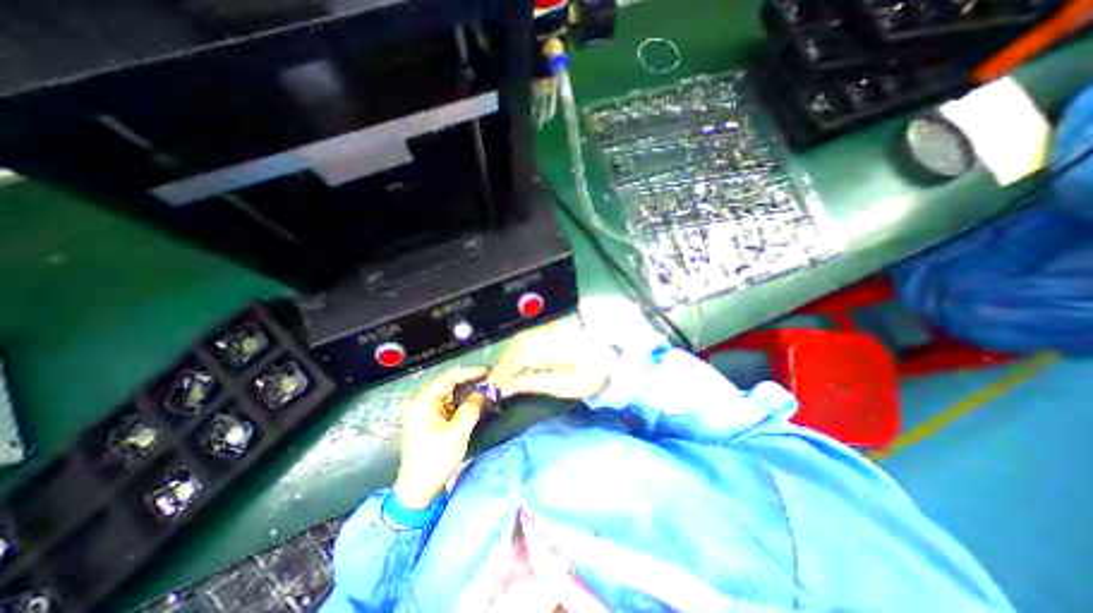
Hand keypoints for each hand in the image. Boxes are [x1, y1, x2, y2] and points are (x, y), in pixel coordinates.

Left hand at [393, 366, 485, 510]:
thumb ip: (471, 409)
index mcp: (421, 402)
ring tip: (487, 389)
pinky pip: (450, 404)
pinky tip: (476, 401)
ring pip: (450, 393)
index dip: (469, 373)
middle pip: (448, 384)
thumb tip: (482, 392)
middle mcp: (421, 402)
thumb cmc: (435, 461)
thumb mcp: (457, 434)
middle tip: (490, 380)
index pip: (447, 378)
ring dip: (468, 392)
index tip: (487, 371)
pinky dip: (463, 402)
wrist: (418, 490)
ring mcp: (425, 410)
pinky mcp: (431, 419)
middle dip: (470, 382)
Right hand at [485, 327, 614, 401]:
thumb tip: (510, 385)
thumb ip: (534, 382)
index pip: (520, 356)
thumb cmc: (591, 375)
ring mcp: (550, 332)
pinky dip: (518, 352)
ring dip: (509, 357)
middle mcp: (547, 335)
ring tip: (502, 374)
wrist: (612, 358)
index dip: (504, 371)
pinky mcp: (553, 333)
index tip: (495, 386)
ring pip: (521, 341)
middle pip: (517, 346)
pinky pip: (528, 340)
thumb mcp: (564, 385)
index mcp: (551, 348)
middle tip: (494, 382)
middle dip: (503, 364)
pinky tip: (517, 363)